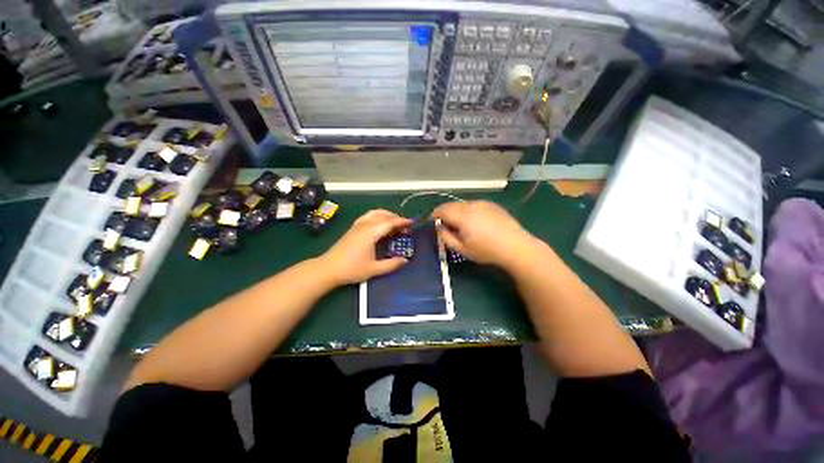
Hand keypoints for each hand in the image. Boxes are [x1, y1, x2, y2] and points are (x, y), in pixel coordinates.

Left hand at [319, 209, 411, 284]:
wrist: (328, 269)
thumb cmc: (352, 269)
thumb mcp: (374, 269)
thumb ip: (391, 264)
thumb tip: (405, 260)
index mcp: (371, 233)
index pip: (389, 222)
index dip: (401, 221)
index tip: (411, 222)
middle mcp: (364, 225)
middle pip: (382, 215)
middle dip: (395, 217)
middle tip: (404, 224)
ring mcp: (357, 226)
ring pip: (373, 213)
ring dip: (385, 214)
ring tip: (393, 222)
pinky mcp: (352, 229)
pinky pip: (367, 216)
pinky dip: (376, 216)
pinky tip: (378, 224)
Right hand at [432, 200, 539, 268]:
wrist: (516, 247)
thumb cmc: (487, 251)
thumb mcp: (462, 249)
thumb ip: (446, 237)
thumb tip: (440, 227)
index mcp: (462, 216)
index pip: (442, 210)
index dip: (435, 215)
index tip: (433, 222)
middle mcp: (471, 205)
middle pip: (451, 205)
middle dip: (445, 213)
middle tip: (445, 225)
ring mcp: (483, 203)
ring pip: (462, 204)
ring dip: (456, 211)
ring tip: (460, 224)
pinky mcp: (492, 205)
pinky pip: (473, 205)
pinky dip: (468, 211)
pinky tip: (475, 222)